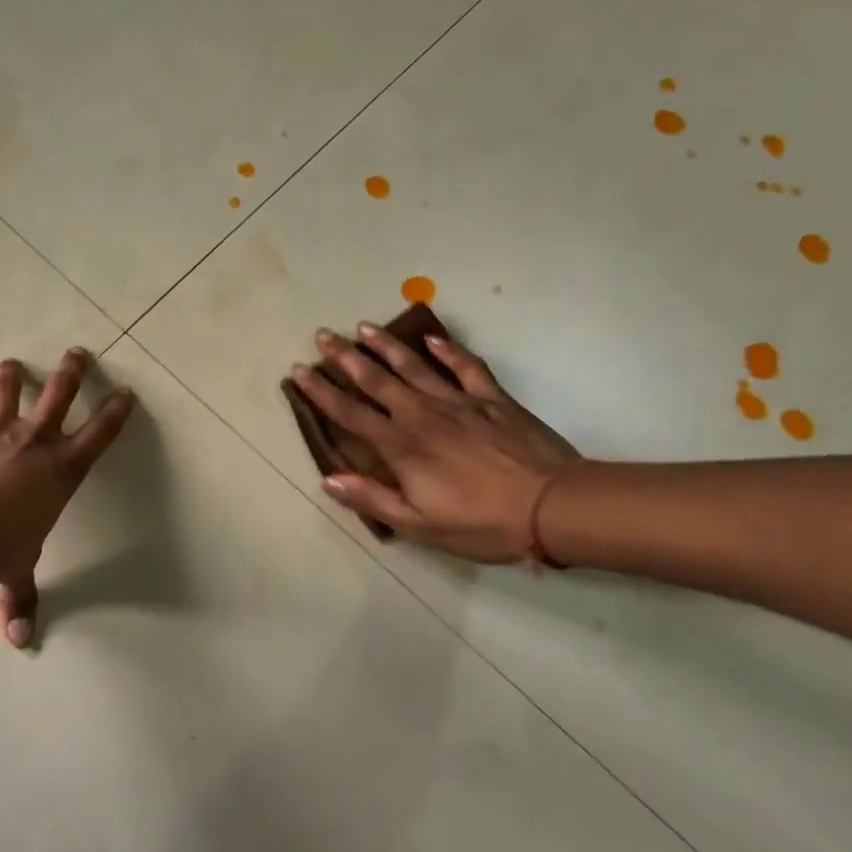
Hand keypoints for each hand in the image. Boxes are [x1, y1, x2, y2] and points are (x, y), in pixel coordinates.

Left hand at [0, 348, 135, 645]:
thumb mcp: (16, 572)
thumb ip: (19, 599)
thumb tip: (21, 643)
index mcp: (61, 471)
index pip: (99, 435)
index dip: (115, 412)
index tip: (125, 392)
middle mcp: (33, 442)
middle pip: (59, 395)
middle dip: (72, 371)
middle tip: (78, 351)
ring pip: (8, 391)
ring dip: (12, 375)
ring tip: (13, 364)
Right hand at [291, 323, 579, 563]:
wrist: (553, 506)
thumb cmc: (481, 522)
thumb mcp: (419, 525)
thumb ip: (372, 498)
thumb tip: (328, 478)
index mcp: (401, 447)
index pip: (350, 414)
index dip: (321, 393)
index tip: (299, 371)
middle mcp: (422, 415)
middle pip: (376, 381)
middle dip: (345, 357)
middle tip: (322, 335)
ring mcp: (459, 402)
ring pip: (414, 366)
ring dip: (386, 346)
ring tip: (363, 326)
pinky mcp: (493, 399)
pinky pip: (466, 367)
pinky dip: (449, 351)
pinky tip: (433, 338)